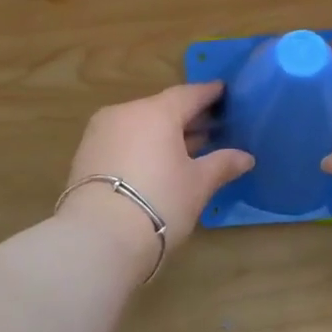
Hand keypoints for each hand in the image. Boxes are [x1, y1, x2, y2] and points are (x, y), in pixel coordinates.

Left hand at [56, 81, 253, 278]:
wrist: (98, 237)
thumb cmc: (160, 202)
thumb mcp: (198, 185)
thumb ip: (222, 164)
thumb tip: (246, 157)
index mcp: (156, 112)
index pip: (189, 94)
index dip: (209, 94)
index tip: (224, 93)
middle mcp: (125, 113)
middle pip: (162, 109)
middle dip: (187, 118)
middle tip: (212, 127)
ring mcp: (100, 133)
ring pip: (140, 125)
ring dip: (163, 134)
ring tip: (187, 149)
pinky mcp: (85, 155)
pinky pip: (122, 140)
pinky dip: (142, 146)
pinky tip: (157, 164)